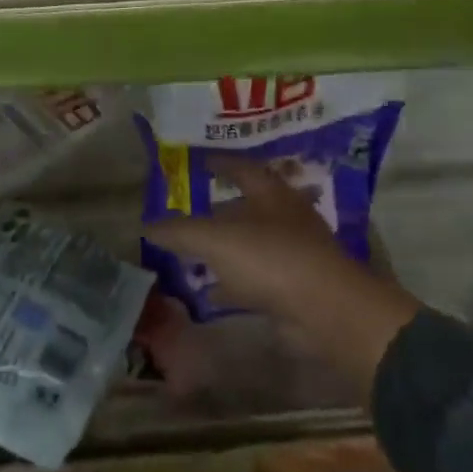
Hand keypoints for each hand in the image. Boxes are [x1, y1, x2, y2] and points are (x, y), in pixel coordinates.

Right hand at [143, 157, 419, 390]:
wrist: (326, 311)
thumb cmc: (271, 258)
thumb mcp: (216, 239)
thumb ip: (180, 232)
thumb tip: (146, 226)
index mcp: (271, 194)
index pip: (242, 168)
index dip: (219, 163)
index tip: (198, 161)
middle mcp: (286, 218)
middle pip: (248, 207)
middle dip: (219, 209)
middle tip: (188, 213)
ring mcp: (293, 253)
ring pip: (251, 244)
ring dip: (226, 249)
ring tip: (192, 255)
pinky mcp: (295, 287)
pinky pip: (256, 279)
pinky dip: (232, 283)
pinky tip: (209, 294)